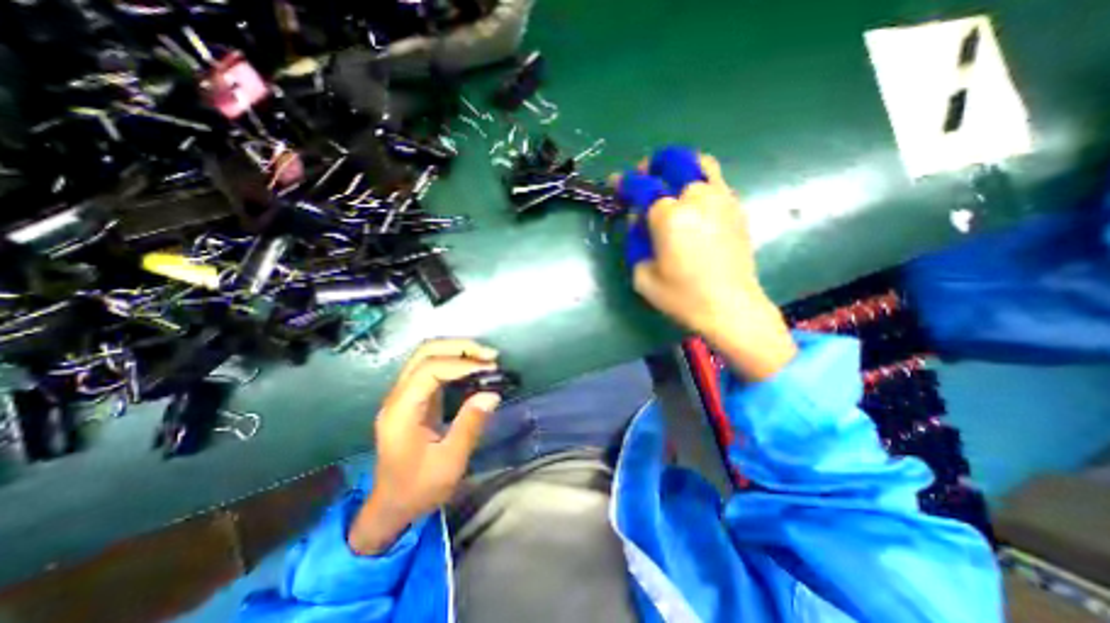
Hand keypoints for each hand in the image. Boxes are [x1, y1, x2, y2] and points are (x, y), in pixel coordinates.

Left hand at [349, 340, 500, 554]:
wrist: (391, 507)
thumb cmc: (418, 489)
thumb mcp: (449, 463)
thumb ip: (470, 425)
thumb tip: (492, 394)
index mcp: (401, 411)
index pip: (429, 370)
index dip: (461, 363)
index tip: (490, 368)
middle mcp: (398, 396)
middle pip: (424, 352)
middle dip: (459, 347)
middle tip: (490, 355)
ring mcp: (403, 395)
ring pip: (427, 355)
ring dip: (457, 351)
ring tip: (486, 358)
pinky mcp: (413, 398)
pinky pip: (432, 368)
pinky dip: (455, 362)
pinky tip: (473, 368)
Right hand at [628, 154, 793, 378]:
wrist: (730, 307)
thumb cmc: (682, 296)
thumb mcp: (642, 275)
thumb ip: (635, 242)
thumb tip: (639, 219)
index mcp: (669, 216)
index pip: (642, 187)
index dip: (625, 183)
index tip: (616, 183)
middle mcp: (696, 198)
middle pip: (674, 162)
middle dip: (654, 165)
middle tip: (645, 176)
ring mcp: (721, 199)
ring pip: (700, 164)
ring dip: (680, 166)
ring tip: (670, 180)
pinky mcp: (736, 208)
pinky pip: (716, 182)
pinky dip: (699, 182)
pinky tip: (692, 202)